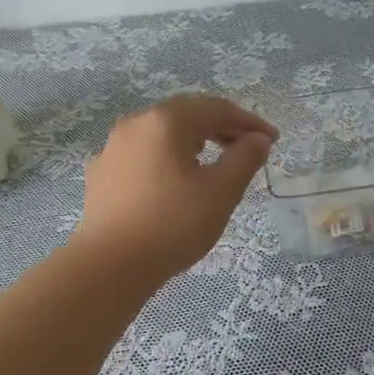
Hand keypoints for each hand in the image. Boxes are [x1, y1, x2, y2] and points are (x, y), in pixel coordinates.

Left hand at [74, 94, 277, 280]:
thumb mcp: (221, 192)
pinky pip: (143, 154)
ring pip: (162, 134)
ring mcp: (113, 147)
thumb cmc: (172, 224)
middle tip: (248, 148)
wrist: (109, 265)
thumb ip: (244, 159)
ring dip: (193, 141)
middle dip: (221, 128)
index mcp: (165, 121)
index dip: (248, 121)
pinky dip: (167, 158)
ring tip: (214, 162)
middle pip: (186, 115)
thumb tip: (258, 140)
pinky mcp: (102, 173)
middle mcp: (135, 124)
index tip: (272, 140)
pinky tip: (175, 181)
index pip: (215, 108)